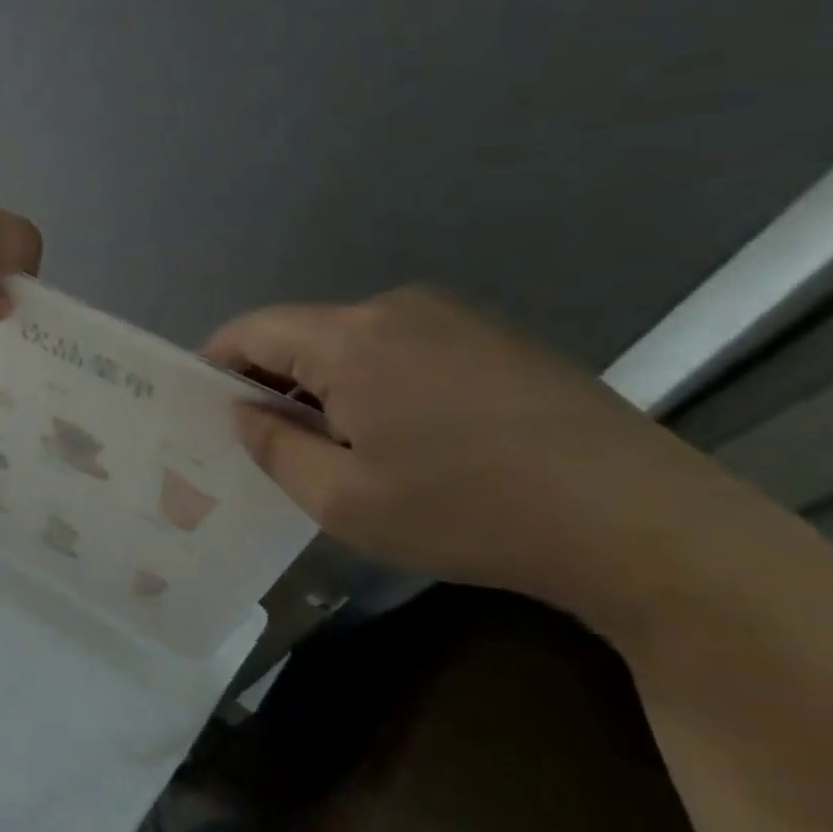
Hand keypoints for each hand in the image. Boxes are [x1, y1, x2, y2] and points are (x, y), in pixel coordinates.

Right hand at [203, 286, 733, 617]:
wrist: (637, 522)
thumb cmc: (465, 512)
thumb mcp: (340, 499)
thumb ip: (272, 447)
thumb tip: (241, 412)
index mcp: (352, 339)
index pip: (252, 330)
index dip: (214, 363)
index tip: (196, 407)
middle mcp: (398, 309)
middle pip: (302, 335)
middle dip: (269, 382)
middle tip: (258, 442)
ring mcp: (454, 318)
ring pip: (351, 344)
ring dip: (321, 387)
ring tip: (326, 448)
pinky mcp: (494, 339)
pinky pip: (401, 350)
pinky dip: (371, 384)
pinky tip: (394, 438)